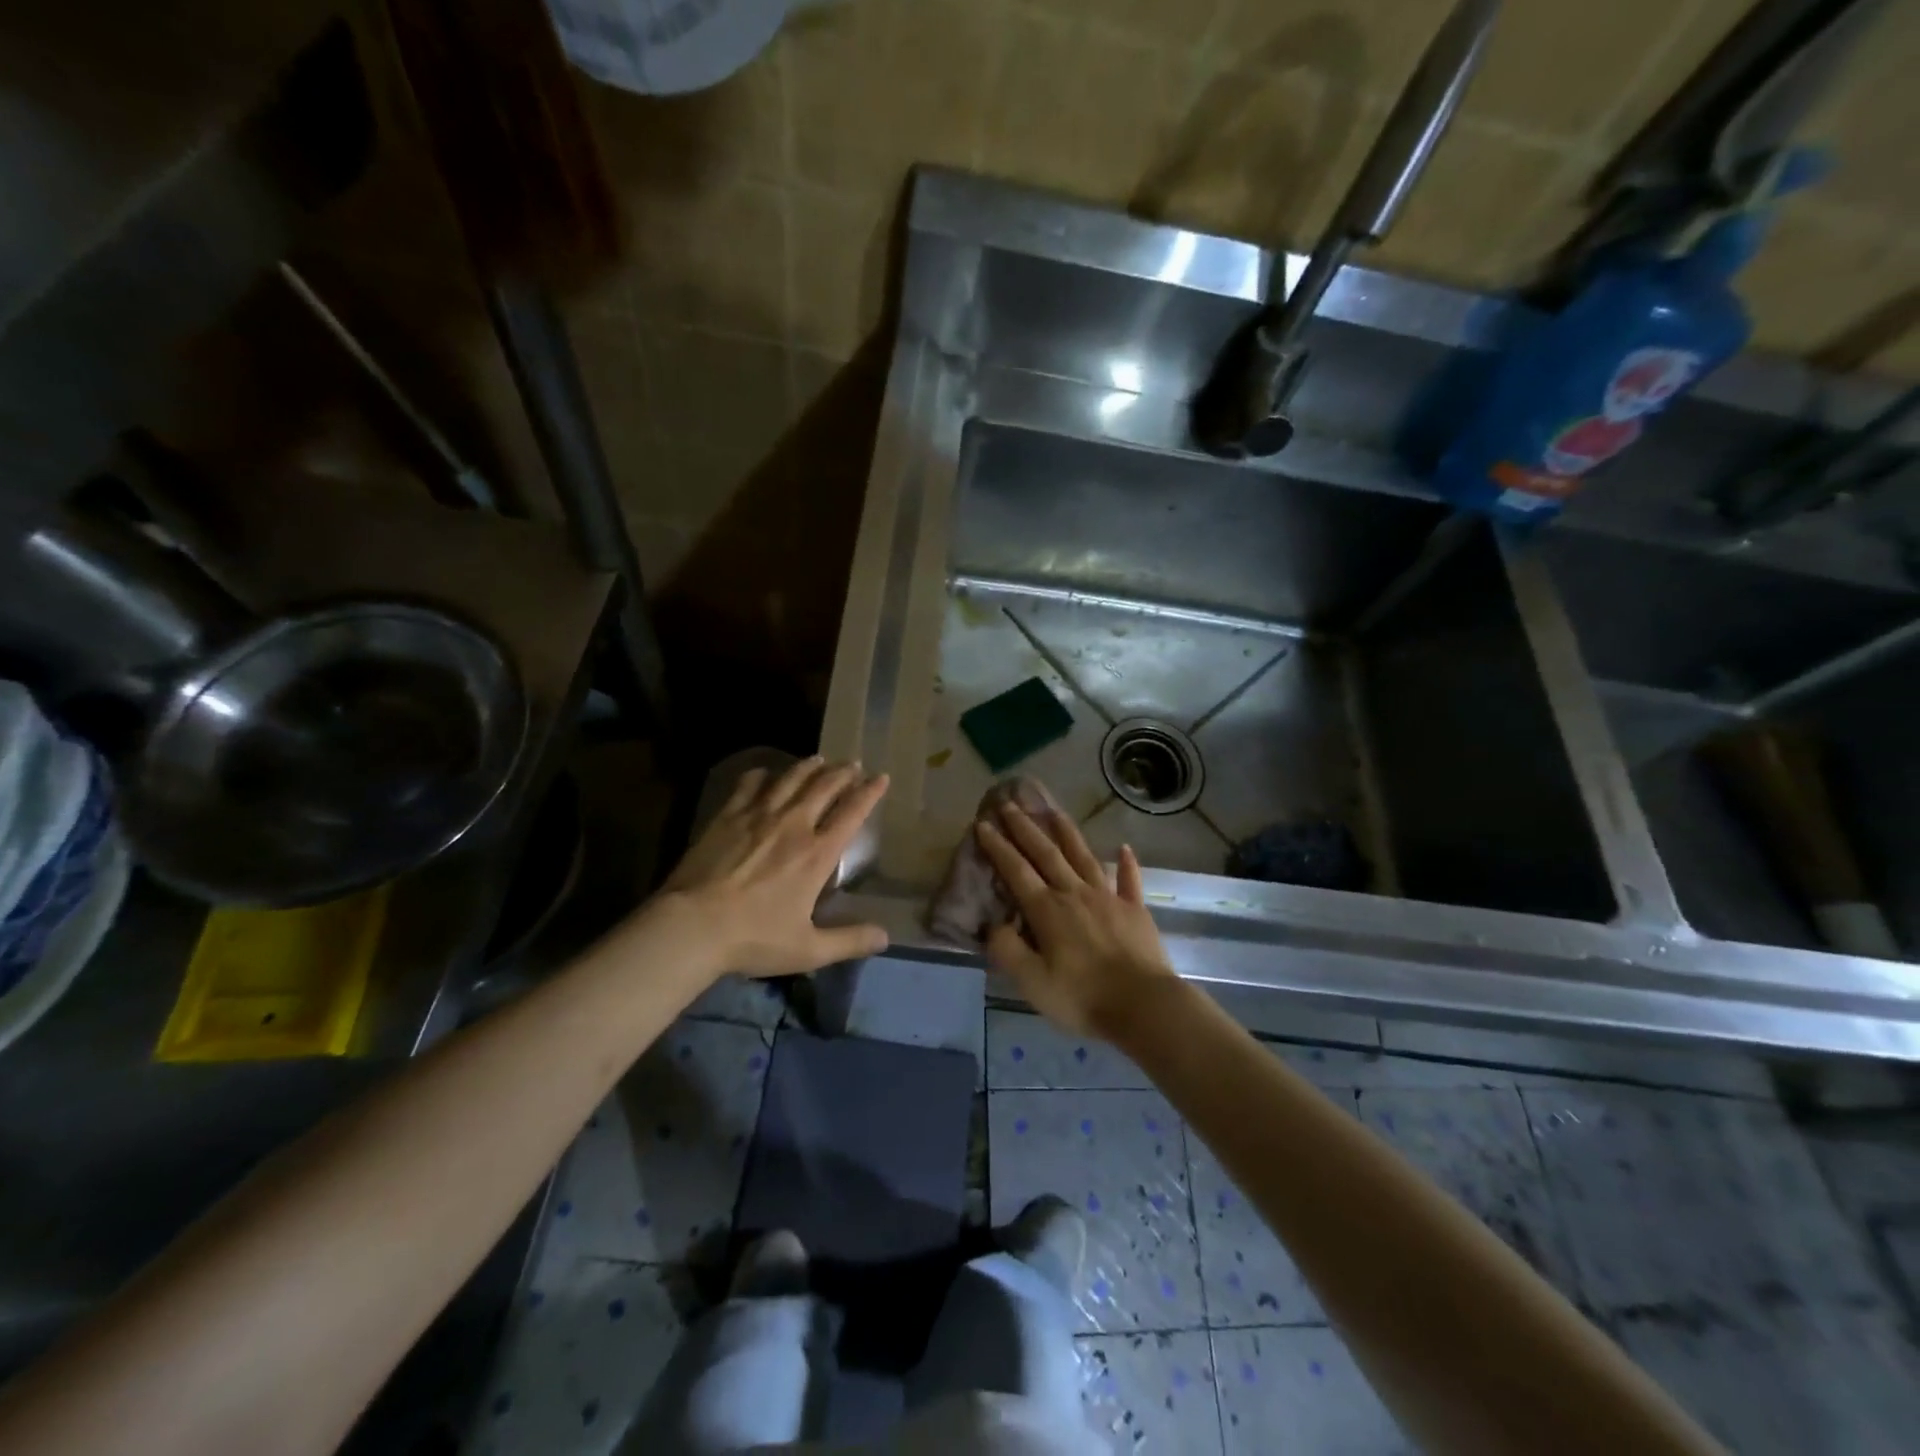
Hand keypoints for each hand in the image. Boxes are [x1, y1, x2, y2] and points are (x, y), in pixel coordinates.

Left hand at [660, 756, 889, 977]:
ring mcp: (758, 816)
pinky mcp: (727, 816)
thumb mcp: (808, 949)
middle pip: (824, 787)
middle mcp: (793, 825)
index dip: (869, 793)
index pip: (851, 814)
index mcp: (817, 855)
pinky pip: (749, 785)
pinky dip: (761, 775)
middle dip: (842, 773)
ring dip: (808, 767)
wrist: (692, 925)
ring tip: (818, 759)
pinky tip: (764, 773)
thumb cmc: (754, 938)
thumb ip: (849, 941)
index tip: (881, 778)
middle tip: (852, 764)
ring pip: (790, 779)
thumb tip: (885, 937)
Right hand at [975, 803, 1175, 1038]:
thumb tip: (993, 925)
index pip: (1016, 871)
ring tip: (1054, 811)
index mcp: (1047, 910)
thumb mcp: (1032, 982)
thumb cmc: (1082, 996)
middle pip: (1046, 854)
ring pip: (1084, 857)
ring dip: (1067, 832)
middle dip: (1025, 828)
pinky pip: (1130, 881)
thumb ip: (1007, 950)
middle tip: (1009, 803)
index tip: (983, 824)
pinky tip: (1124, 848)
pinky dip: (1127, 863)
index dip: (998, 847)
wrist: (1143, 1004)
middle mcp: (1075, 893)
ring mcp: (1108, 898)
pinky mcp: (1135, 910)